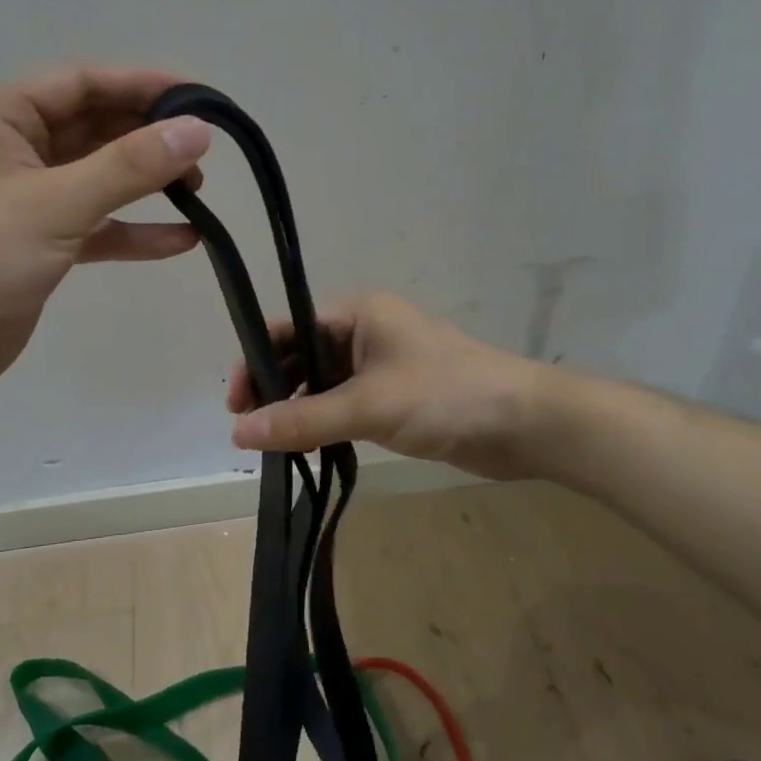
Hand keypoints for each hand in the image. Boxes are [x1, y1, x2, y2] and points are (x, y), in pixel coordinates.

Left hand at [0, 66, 211, 400]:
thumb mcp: (55, 205)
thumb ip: (128, 167)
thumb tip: (197, 130)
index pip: (79, 83)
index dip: (141, 85)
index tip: (199, 99)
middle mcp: (8, 149)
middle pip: (91, 128)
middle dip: (147, 138)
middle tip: (201, 154)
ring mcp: (22, 198)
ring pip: (95, 177)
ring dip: (144, 184)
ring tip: (198, 193)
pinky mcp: (36, 242)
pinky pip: (93, 225)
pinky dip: (132, 231)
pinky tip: (181, 241)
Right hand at [227, 292, 552, 480]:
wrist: (525, 424)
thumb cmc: (445, 395)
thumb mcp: (368, 405)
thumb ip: (302, 420)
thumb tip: (238, 433)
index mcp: (355, 313)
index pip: (286, 330)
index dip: (255, 363)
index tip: (234, 406)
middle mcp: (362, 332)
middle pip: (298, 356)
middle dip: (272, 389)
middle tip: (249, 431)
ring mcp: (378, 366)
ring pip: (319, 384)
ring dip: (295, 409)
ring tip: (272, 445)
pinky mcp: (392, 397)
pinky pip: (342, 405)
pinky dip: (321, 423)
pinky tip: (305, 447)